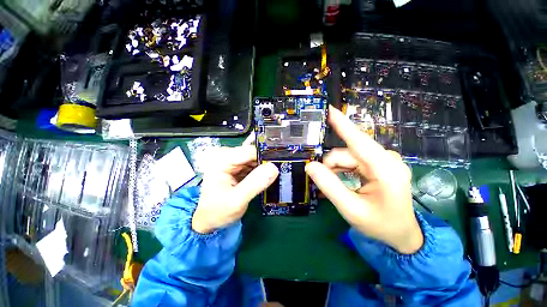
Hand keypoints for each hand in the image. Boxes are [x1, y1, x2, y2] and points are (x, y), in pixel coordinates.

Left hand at [192, 146, 278, 233]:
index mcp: (222, 160)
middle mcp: (227, 157)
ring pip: (255, 159)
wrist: (209, 220)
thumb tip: (273, 168)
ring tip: (274, 176)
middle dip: (266, 162)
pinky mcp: (237, 169)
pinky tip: (267, 177)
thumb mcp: (237, 200)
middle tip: (280, 171)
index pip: (249, 151)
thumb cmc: (218, 211)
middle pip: (253, 154)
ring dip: (265, 167)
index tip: (281, 164)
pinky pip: (253, 166)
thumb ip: (255, 184)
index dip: (266, 156)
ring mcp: (233, 163)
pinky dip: (261, 171)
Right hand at [305, 106, 422, 253]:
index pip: (358, 140)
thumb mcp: (351, 209)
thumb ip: (329, 186)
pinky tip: (339, 180)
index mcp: (385, 169)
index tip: (329, 109)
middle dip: (331, 165)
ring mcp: (382, 160)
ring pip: (347, 156)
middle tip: (322, 181)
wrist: (400, 233)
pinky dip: (341, 169)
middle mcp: (385, 159)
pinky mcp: (378, 163)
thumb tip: (310, 166)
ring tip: (333, 185)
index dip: (342, 123)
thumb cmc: (380, 224)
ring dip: (335, 168)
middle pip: (347, 152)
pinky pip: (352, 160)